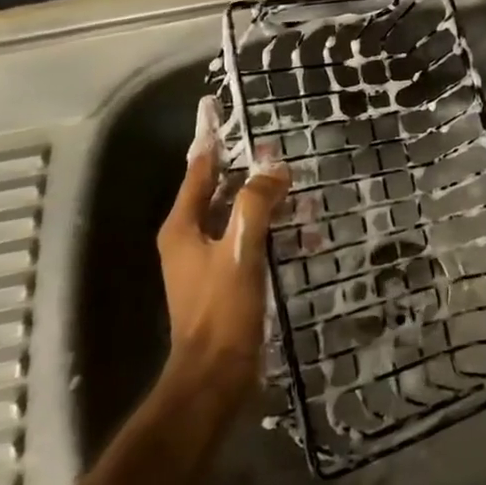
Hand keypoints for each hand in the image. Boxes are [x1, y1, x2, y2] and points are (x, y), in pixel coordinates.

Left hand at [156, 99, 290, 416]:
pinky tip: (302, 234)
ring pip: (237, 215)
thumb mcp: (241, 249)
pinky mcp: (224, 279)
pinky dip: (271, 231)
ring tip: (299, 190)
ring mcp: (205, 260)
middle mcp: (189, 237)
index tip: (215, 108)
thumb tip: (273, 167)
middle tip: (278, 152)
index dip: (209, 138)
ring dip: (266, 202)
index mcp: (183, 225)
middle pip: (219, 189)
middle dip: (249, 170)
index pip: (198, 168)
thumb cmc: (222, 309)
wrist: (214, 377)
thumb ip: (256, 203)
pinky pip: (248, 240)